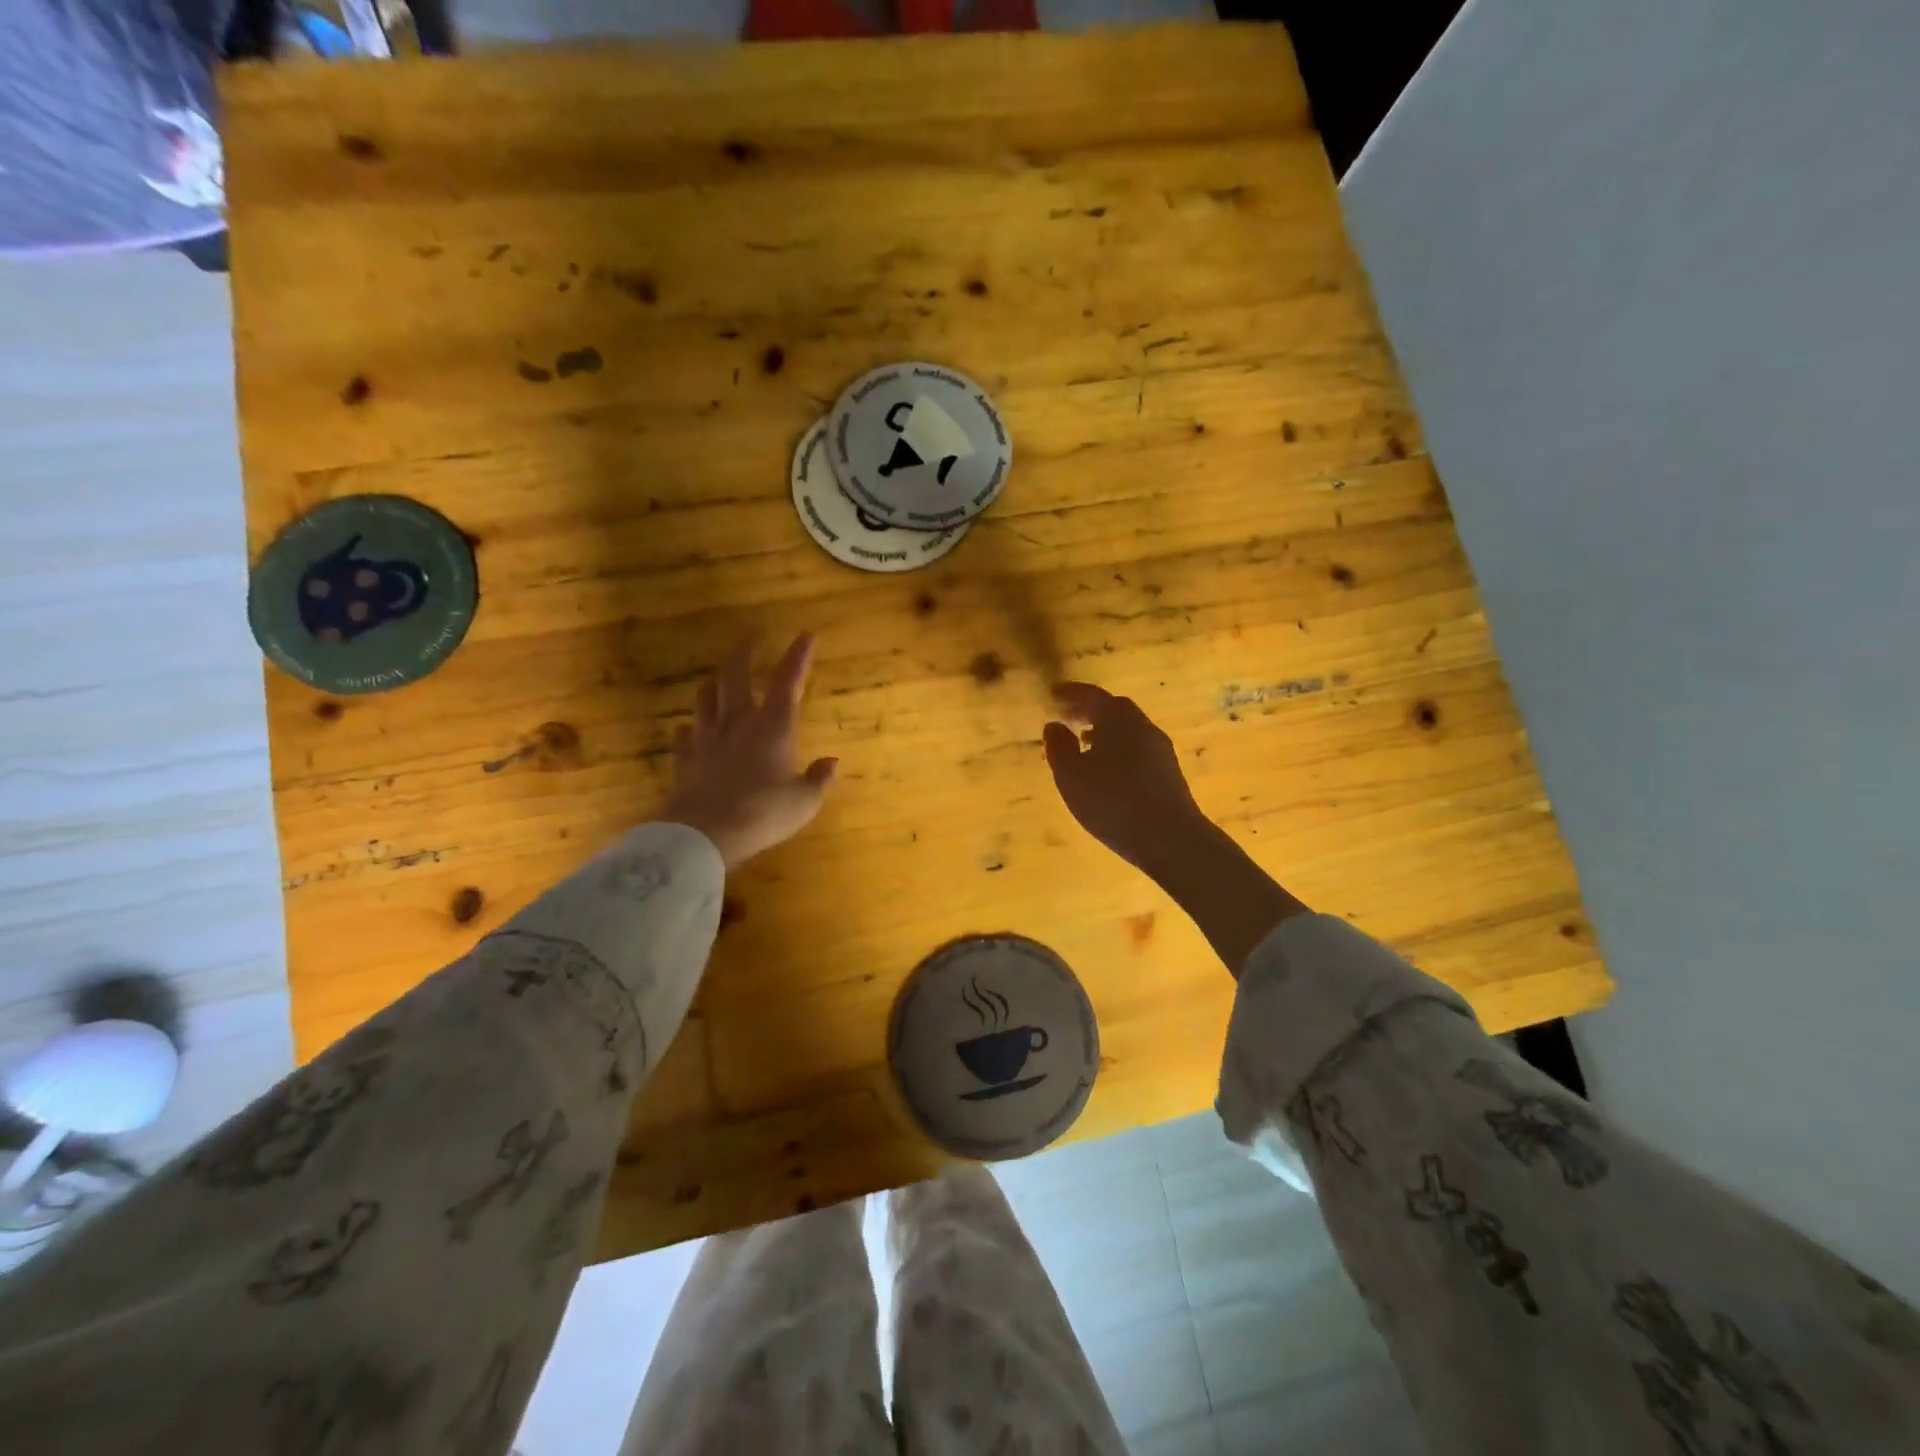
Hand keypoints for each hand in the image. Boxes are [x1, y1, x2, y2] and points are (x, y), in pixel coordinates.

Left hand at [663, 634, 837, 869]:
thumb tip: (833, 762)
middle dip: (743, 655)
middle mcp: (738, 724)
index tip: (806, 634)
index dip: (798, 657)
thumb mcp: (804, 802)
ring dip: (713, 683)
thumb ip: (819, 779)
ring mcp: (707, 740)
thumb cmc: (763, 814)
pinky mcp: (685, 760)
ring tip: (717, 676)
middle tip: (746, 638)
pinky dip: (689, 728)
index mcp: (772, 728)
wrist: (704, 834)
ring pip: (706, 699)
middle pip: (735, 678)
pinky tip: (689, 729)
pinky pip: (684, 736)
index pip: (787, 683)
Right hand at [1042, 682, 1209, 875]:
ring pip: (1128, 730)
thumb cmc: (1113, 801)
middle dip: (1089, 709)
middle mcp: (1143, 726)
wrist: (1170, 839)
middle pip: (1115, 709)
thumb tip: (1054, 725)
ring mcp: (1160, 750)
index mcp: (1119, 718)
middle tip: (1067, 715)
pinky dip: (1118, 749)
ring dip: (1105, 731)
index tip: (1052, 693)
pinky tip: (1108, 770)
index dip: (1070, 693)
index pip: (1092, 695)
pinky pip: (1137, 750)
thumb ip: (1059, 747)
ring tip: (1084, 742)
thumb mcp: (1071, 775)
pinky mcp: (1169, 774)